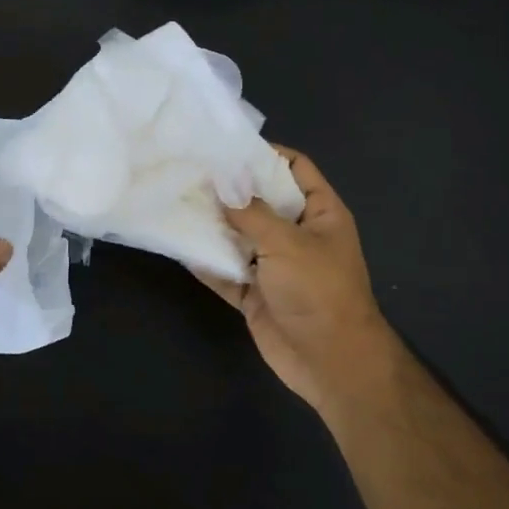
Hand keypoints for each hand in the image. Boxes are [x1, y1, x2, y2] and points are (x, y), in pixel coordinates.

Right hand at [196, 147, 399, 416]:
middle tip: (189, 171)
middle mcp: (297, 235)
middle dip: (229, 191)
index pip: (294, 169)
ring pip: (240, 238)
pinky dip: (208, 263)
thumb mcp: (286, 243)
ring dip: (213, 226)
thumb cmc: (319, 291)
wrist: (331, 362)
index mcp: (319, 213)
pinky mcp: (256, 294)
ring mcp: (276, 266)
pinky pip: (227, 273)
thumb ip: (251, 213)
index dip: (265, 155)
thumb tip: (222, 179)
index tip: (226, 146)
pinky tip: (181, 247)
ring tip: (177, 201)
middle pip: (260, 203)